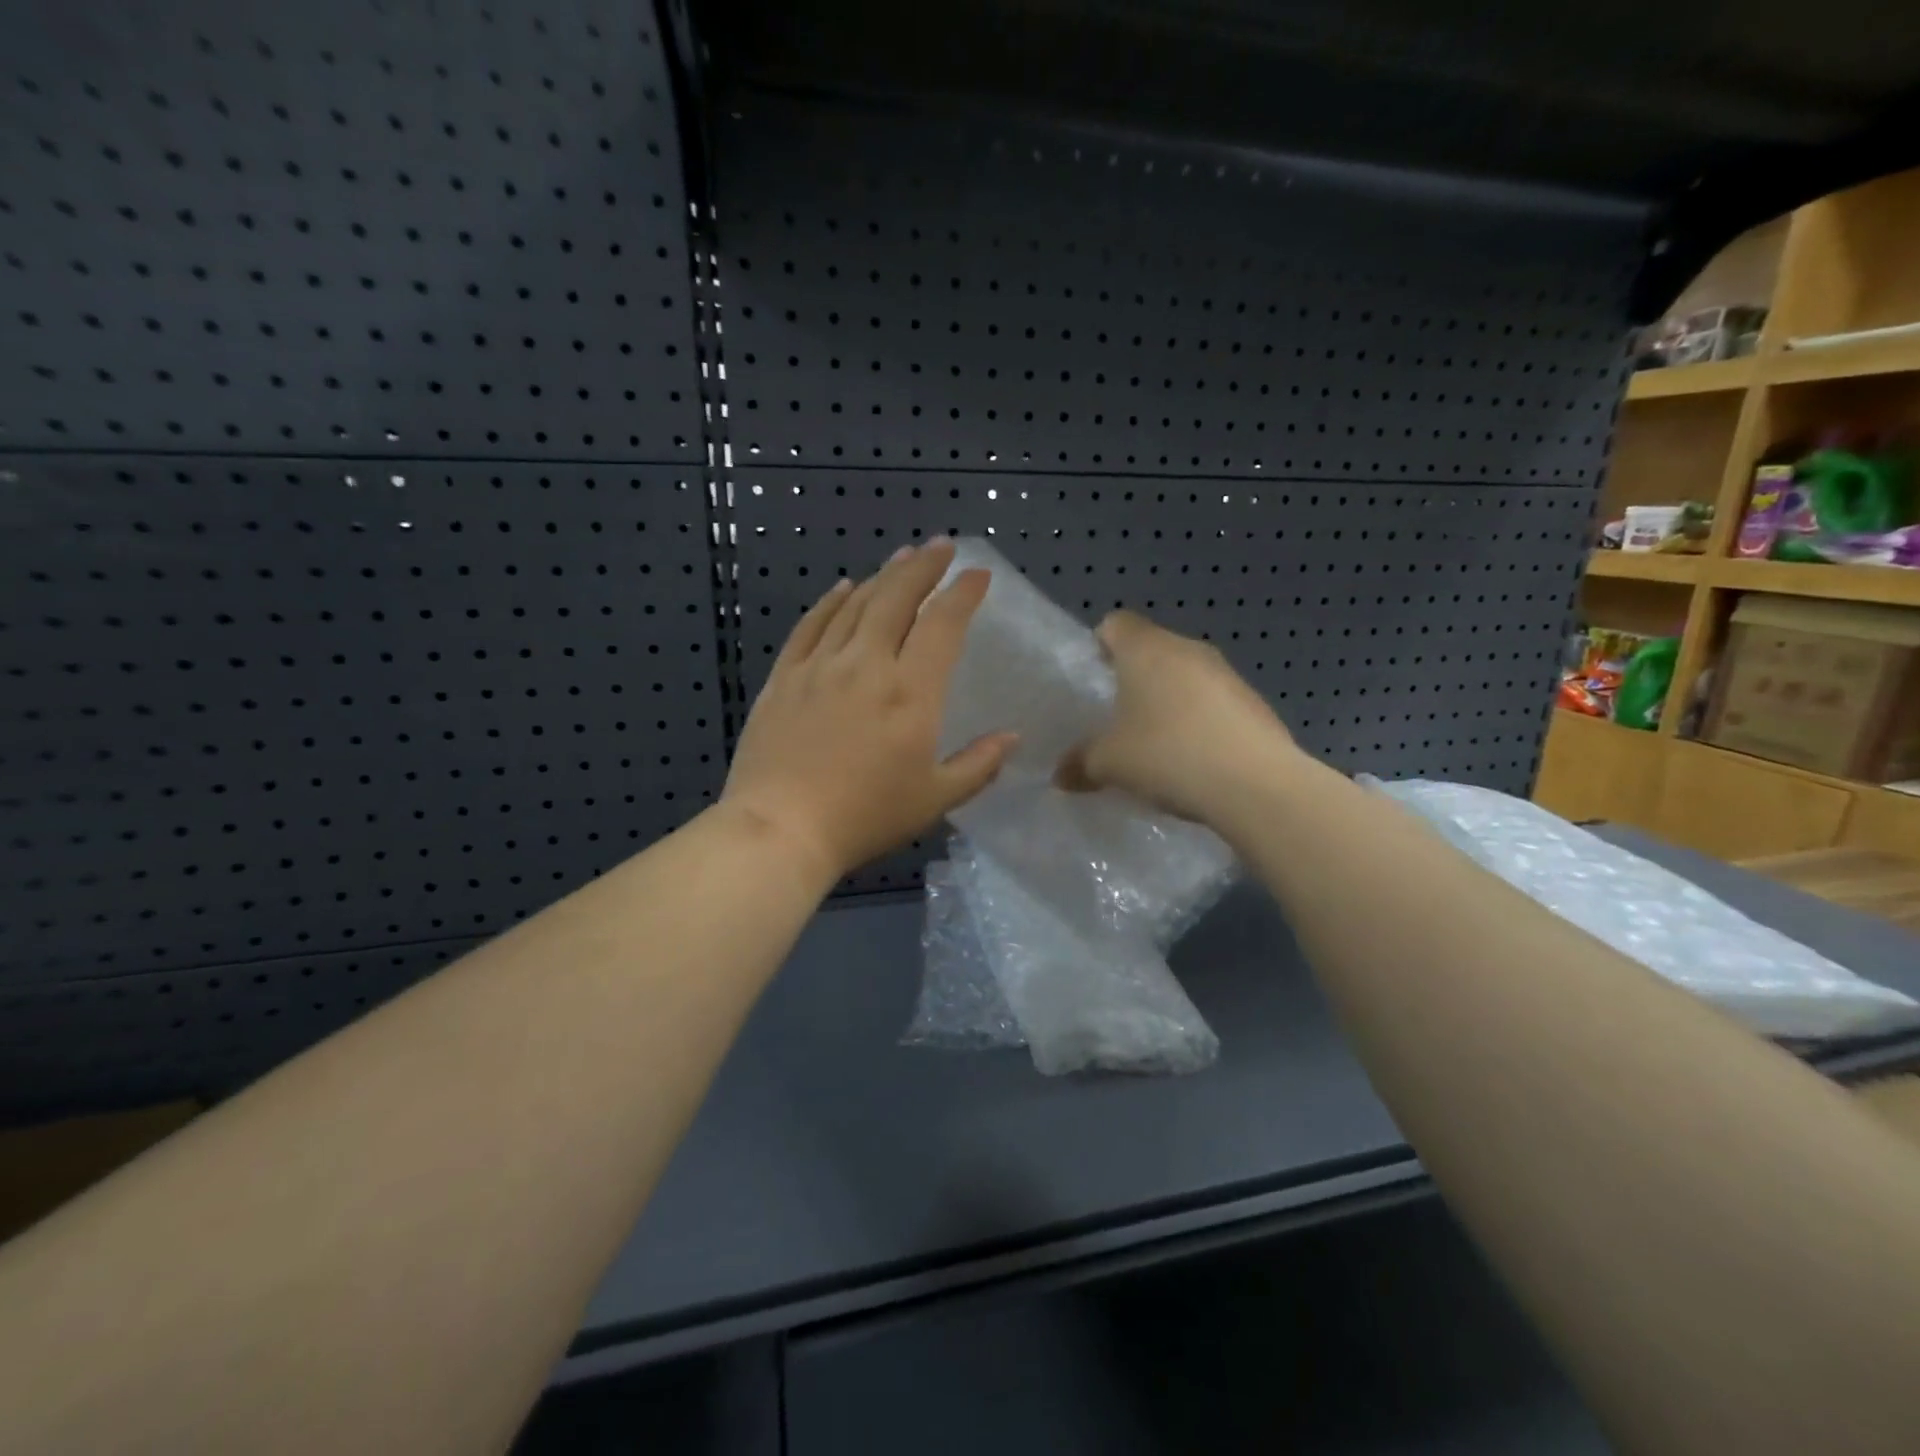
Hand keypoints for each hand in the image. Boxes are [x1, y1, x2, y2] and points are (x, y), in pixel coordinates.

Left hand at [722, 539, 1018, 882]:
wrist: (780, 829)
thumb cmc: (865, 817)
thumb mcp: (934, 799)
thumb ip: (978, 765)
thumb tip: (1011, 738)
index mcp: (910, 692)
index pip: (942, 625)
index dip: (962, 594)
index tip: (977, 575)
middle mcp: (866, 665)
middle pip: (897, 599)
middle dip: (923, 567)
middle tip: (941, 546)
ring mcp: (820, 666)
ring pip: (855, 605)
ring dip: (883, 577)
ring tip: (901, 559)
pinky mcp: (784, 677)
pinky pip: (811, 626)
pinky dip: (831, 602)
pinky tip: (843, 588)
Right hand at [1059, 610, 1299, 825]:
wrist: (1255, 785)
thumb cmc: (1168, 755)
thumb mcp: (1109, 764)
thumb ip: (1080, 763)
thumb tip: (1060, 776)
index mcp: (1146, 649)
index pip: (1116, 623)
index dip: (1100, 644)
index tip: (1094, 677)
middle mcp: (1188, 650)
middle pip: (1152, 649)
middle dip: (1134, 678)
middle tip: (1118, 717)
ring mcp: (1227, 674)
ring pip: (1186, 676)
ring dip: (1169, 701)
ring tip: (1157, 743)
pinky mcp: (1254, 703)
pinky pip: (1214, 703)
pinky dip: (1199, 722)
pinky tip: (1194, 760)